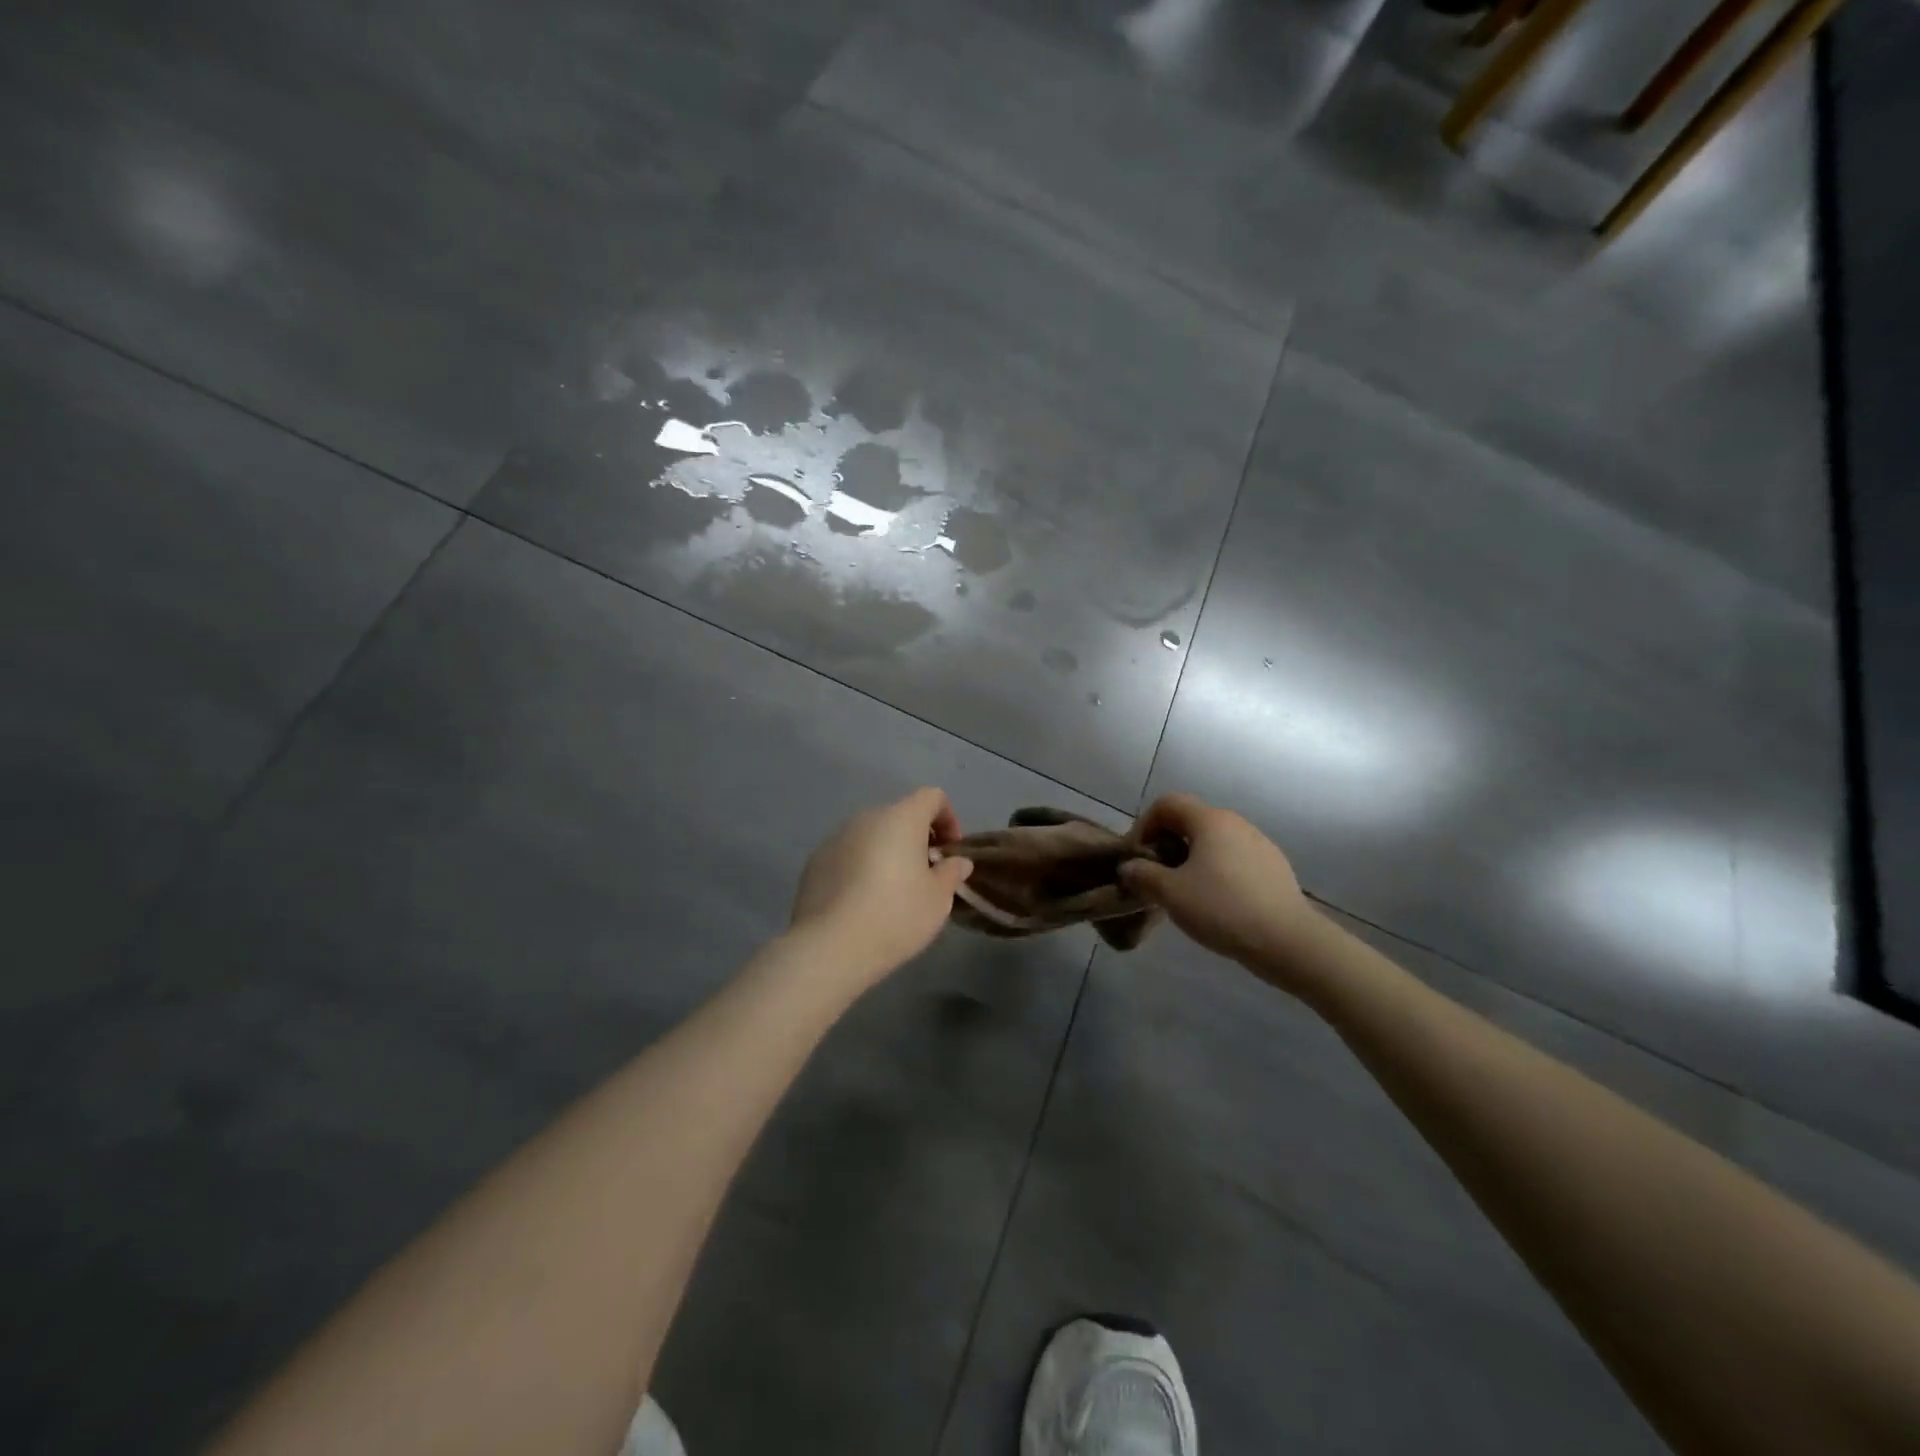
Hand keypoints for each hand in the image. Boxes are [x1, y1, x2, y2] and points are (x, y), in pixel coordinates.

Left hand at [790, 788, 974, 984]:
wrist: (829, 946)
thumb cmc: (895, 915)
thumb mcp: (938, 899)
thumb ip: (951, 873)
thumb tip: (957, 861)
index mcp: (901, 818)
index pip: (932, 797)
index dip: (948, 819)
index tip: (950, 853)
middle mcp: (866, 818)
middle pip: (900, 816)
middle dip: (917, 840)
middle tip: (926, 877)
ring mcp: (836, 838)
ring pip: (872, 836)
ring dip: (888, 854)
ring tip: (893, 893)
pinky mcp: (815, 861)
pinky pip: (849, 855)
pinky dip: (861, 868)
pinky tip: (862, 903)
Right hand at [1120, 794, 1317, 975]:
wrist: (1288, 942)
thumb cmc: (1222, 909)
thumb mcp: (1171, 893)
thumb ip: (1143, 875)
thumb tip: (1129, 867)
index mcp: (1210, 821)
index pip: (1167, 803)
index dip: (1144, 824)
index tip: (1138, 857)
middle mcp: (1236, 823)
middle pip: (1190, 821)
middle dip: (1166, 844)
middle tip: (1156, 877)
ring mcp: (1259, 844)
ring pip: (1213, 842)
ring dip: (1191, 859)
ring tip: (1184, 892)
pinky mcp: (1274, 867)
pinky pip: (1234, 859)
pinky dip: (1216, 871)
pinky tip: (1216, 903)